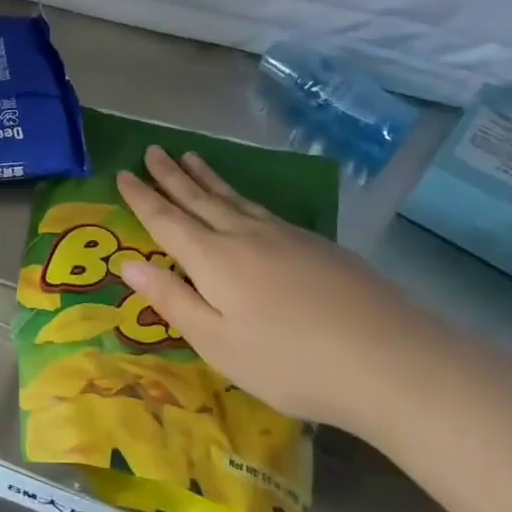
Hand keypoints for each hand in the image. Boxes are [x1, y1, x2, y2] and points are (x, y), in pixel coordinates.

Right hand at [114, 146, 451, 430]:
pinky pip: (262, 209)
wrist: (388, 359)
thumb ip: (170, 299)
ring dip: (207, 177)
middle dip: (171, 175)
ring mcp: (284, 236)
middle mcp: (244, 235)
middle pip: (199, 198)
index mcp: (213, 259)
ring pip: (234, 198)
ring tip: (191, 157)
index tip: (123, 174)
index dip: (142, 197)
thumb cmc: (288, 361)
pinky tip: (245, 201)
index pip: (166, 220)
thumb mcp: (216, 341)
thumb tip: (126, 263)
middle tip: (153, 150)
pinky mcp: (316, 245)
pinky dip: (241, 196)